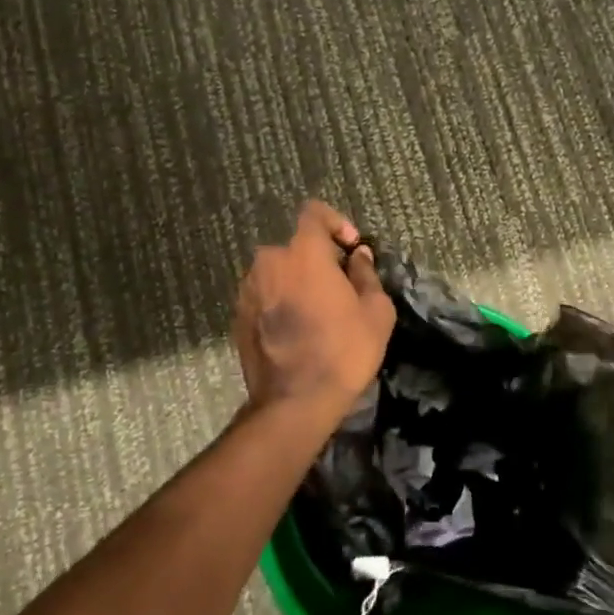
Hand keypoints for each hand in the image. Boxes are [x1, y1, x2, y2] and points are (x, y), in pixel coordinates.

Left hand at [233, 201, 394, 415]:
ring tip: (318, 314)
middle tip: (339, 289)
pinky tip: (297, 331)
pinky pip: (264, 296)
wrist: (294, 402)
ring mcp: (248, 289)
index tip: (350, 249)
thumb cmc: (343, 351)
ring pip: (278, 273)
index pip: (314, 212)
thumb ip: (366, 273)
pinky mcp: (238, 316)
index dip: (336, 223)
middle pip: (296, 247)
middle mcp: (269, 261)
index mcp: (302, 252)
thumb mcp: (375, 311)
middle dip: (318, 260)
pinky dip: (280, 303)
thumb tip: (358, 255)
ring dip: (297, 283)